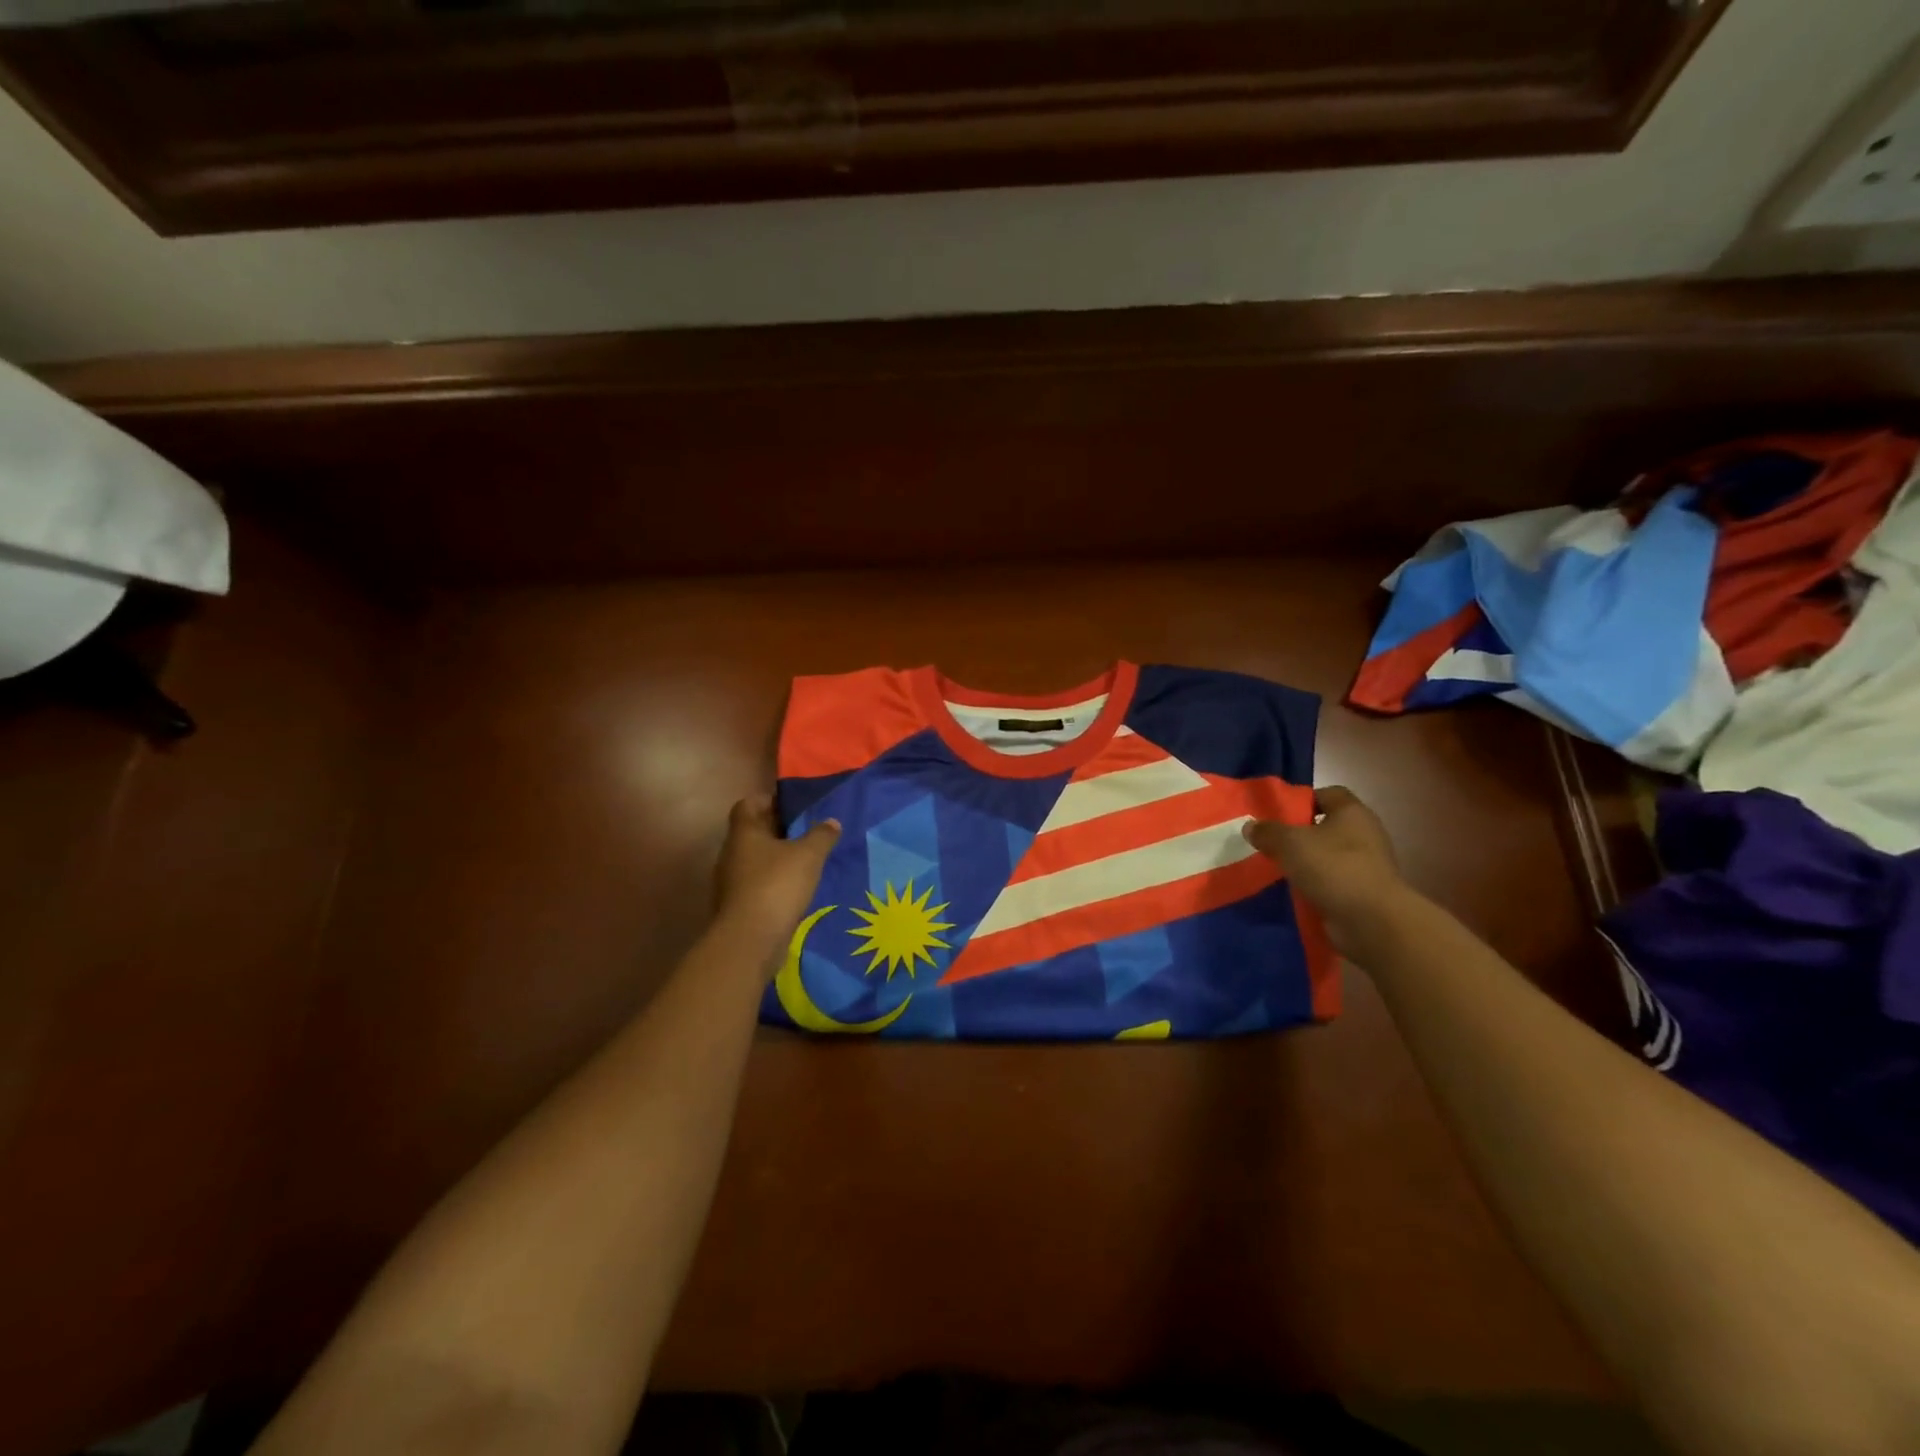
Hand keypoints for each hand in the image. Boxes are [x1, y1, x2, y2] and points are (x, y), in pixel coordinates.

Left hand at [714, 795, 840, 955]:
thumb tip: (831, 821)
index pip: (748, 804)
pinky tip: (798, 888)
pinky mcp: (739, 905)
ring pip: (757, 860)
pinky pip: (758, 884)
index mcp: (744, 833)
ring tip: (808, 860)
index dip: (770, 800)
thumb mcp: (808, 855)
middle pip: (754, 832)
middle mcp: (732, 853)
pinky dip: (776, 882)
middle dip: (779, 830)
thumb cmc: (777, 885)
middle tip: (809, 830)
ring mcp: (732, 881)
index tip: (795, 806)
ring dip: (778, 858)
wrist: (751, 940)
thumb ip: (821, 835)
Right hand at [1243, 786, 1414, 964]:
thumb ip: (1267, 832)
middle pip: (1326, 826)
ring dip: (1306, 862)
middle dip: (1299, 834)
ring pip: (1328, 856)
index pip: (1327, 794)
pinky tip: (1293, 892)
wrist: (1372, 921)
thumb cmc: (1333, 868)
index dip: (1302, 800)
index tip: (1277, 815)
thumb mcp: (1289, 843)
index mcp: (1352, 812)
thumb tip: (1250, 826)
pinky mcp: (1364, 892)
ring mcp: (1367, 865)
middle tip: (1270, 842)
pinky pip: (1333, 881)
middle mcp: (1365, 834)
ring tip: (1276, 868)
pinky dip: (1315, 885)